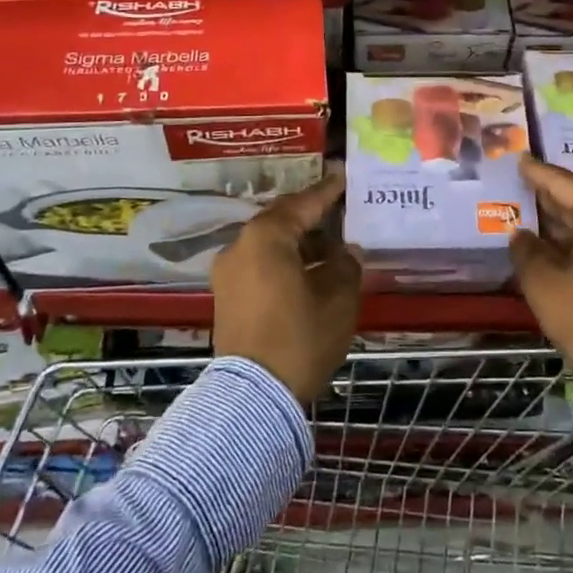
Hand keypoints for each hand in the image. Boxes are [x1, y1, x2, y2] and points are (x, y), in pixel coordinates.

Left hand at [211, 173, 359, 405]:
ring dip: (299, 243)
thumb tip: (347, 252)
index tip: (345, 176)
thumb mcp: (338, 299)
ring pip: (269, 244)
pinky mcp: (226, 296)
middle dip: (312, 218)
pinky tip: (309, 273)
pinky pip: (259, 265)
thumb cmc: (301, 337)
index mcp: (266, 237)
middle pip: (281, 221)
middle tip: (341, 213)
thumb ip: (346, 266)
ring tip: (332, 249)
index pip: (303, 204)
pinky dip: (283, 262)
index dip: (328, 191)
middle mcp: (240, 246)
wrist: (254, 396)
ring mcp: (228, 273)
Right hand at [509, 156, 572, 375]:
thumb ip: (526, 251)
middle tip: (523, 186)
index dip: (540, 174)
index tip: (521, 160)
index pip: (568, 184)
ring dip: (565, 225)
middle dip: (552, 199)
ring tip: (532, 215)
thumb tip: (520, 235)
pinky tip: (555, 248)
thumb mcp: (545, 282)